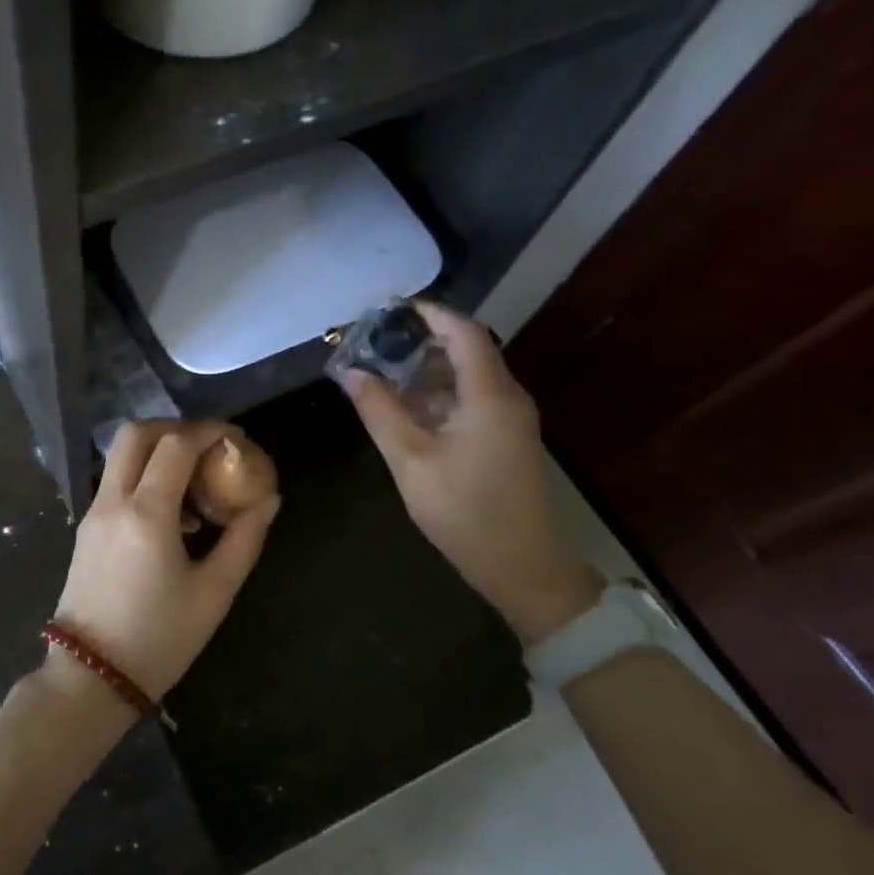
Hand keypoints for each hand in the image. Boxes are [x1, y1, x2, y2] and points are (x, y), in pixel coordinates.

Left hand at [52, 421, 281, 700]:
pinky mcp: (85, 528)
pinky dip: (143, 476)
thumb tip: (269, 500)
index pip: (176, 445)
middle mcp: (113, 501)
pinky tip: (173, 514)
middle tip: (209, 447)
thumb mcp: (214, 592)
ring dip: (157, 451)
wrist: (91, 676)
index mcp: (146, 513)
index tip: (237, 440)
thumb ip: (244, 539)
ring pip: (120, 455)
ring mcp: (93, 512)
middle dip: (175, 428)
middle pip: (135, 434)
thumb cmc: (160, 638)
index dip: (209, 432)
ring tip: (196, 482)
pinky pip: (115, 482)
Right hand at [339, 303, 600, 644]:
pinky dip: (438, 391)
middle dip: (420, 339)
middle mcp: (507, 397)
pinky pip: (471, 397)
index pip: (463, 332)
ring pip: (468, 374)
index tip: (388, 308)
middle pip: (466, 349)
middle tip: (374, 340)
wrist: (522, 566)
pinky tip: (406, 405)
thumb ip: (380, 411)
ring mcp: (510, 418)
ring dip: (427, 367)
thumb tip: (351, 372)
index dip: (429, 314)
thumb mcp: (410, 460)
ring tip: (382, 368)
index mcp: (490, 395)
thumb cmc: (464, 511)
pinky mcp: (506, 437)